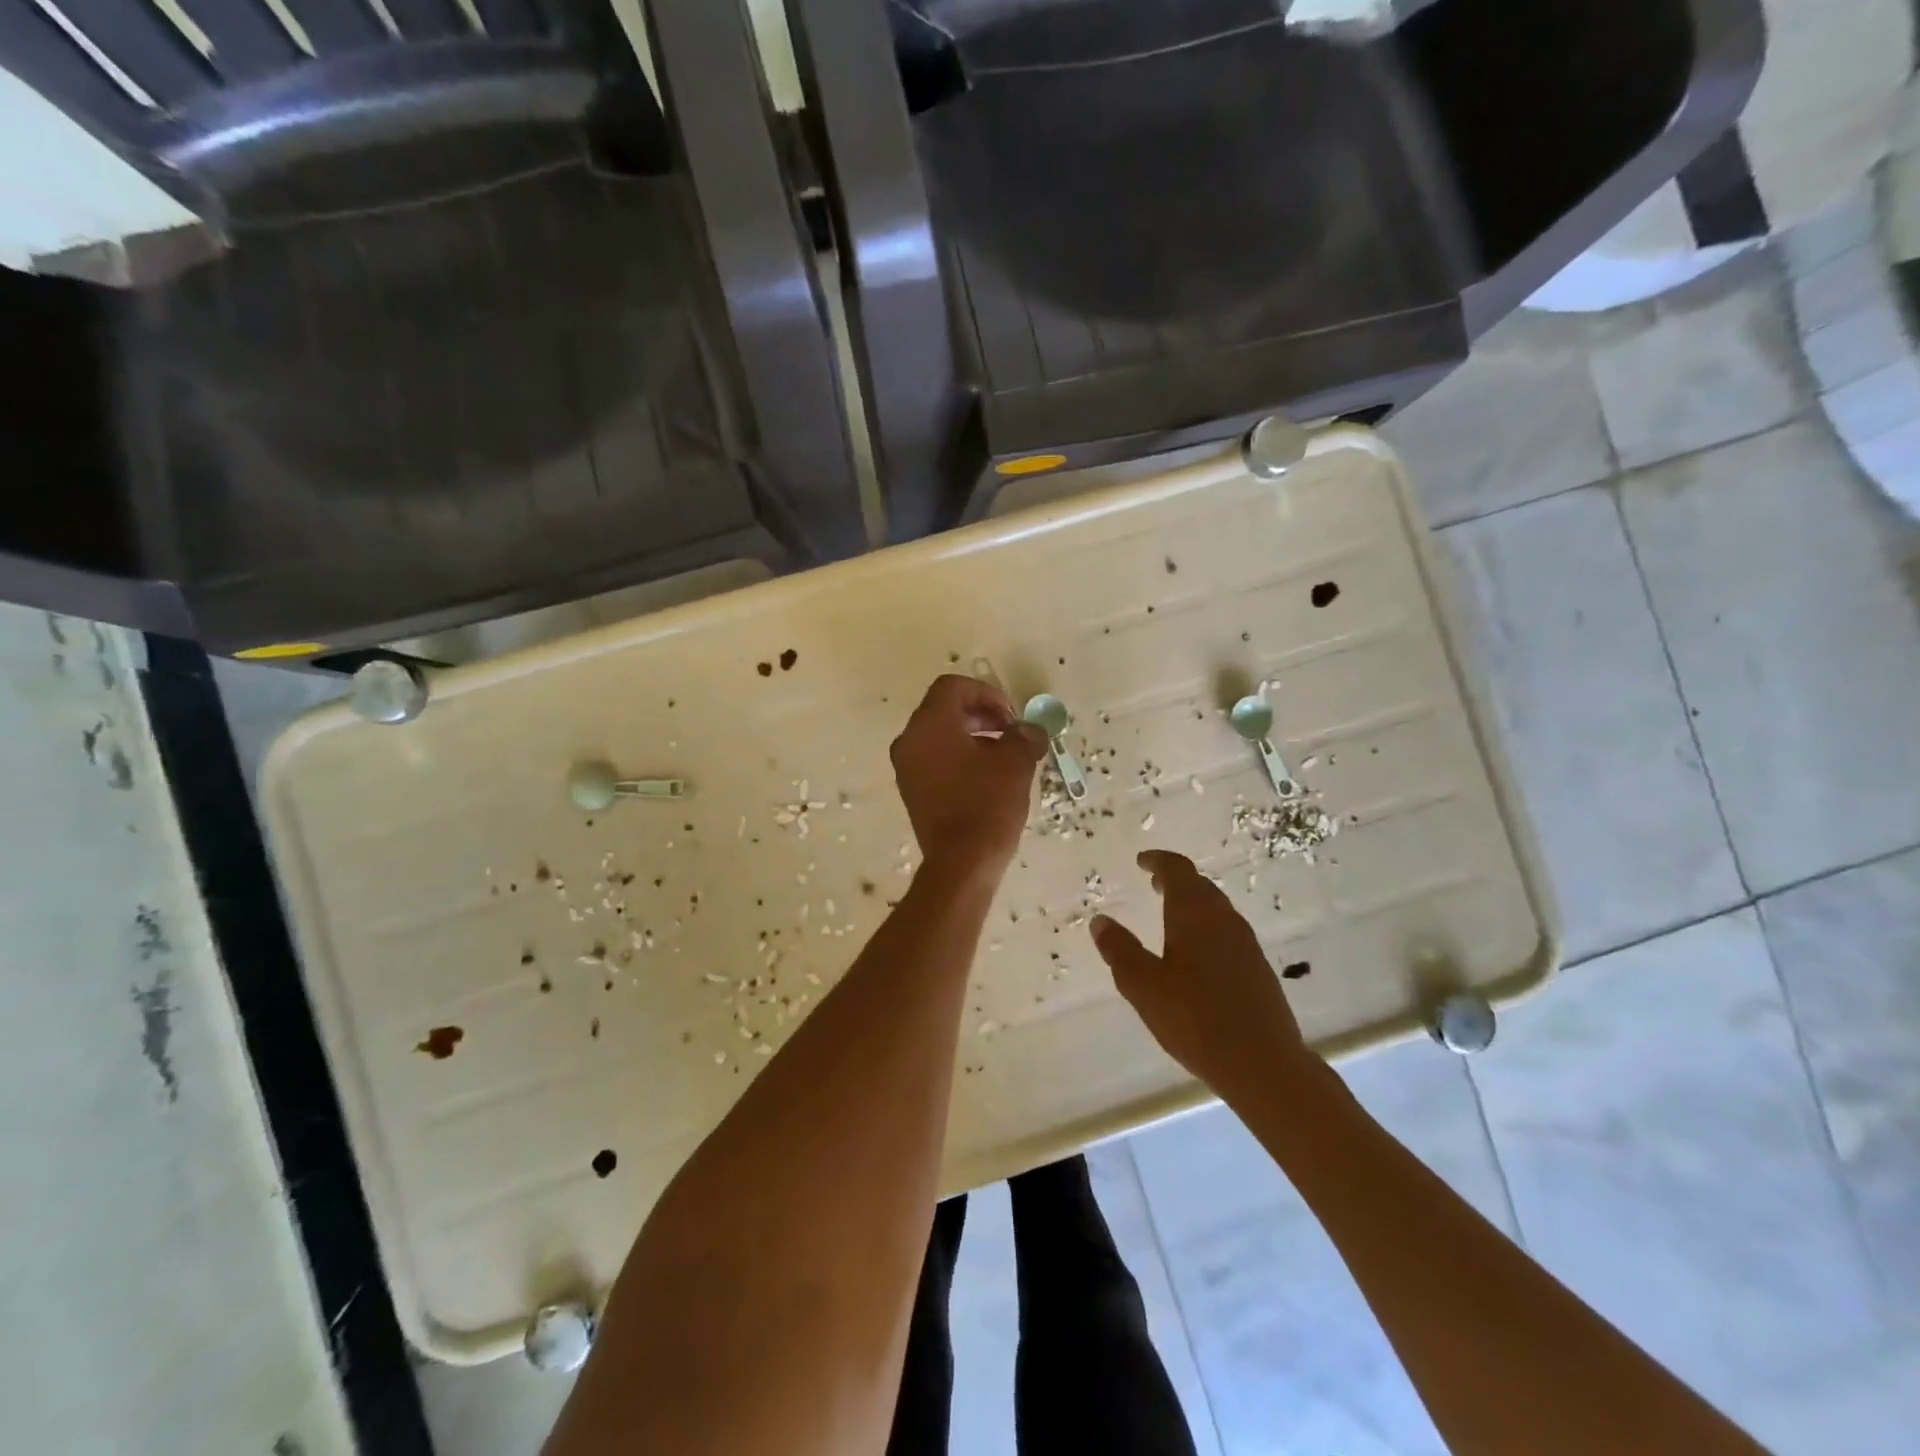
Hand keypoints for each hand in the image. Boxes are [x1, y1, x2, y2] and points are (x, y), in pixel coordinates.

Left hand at [890, 675, 1045, 879]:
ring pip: (939, 736)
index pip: (953, 687)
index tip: (1011, 717)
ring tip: (1003, 758)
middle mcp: (910, 740)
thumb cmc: (987, 804)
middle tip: (1010, 732)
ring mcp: (906, 768)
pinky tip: (986, 779)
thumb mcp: (1016, 763)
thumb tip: (1030, 730)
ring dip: (972, 737)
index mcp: (930, 724)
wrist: (962, 863)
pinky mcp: (911, 791)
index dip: (986, 693)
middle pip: (943, 709)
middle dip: (981, 714)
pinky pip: (934, 760)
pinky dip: (958, 758)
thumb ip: (1024, 736)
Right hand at [1089, 850, 1312, 1100]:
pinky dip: (1206, 929)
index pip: (1178, 870)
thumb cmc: (1195, 1018)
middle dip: (1176, 881)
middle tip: (1153, 883)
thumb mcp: (1143, 986)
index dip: (1159, 861)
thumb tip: (1100, 921)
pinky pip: (1226, 933)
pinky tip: (1196, 956)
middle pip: (1200, 887)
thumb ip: (1120, 950)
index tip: (1142, 861)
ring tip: (1170, 916)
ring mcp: (1246, 945)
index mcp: (1195, 913)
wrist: (1263, 1063)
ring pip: (1216, 911)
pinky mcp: (1258, 970)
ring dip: (1192, 905)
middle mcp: (1224, 920)